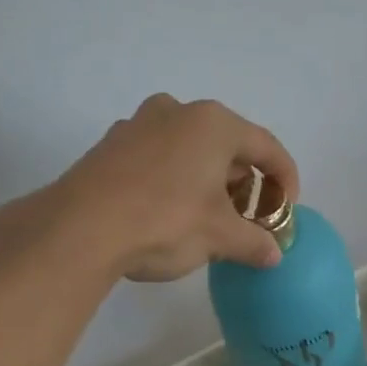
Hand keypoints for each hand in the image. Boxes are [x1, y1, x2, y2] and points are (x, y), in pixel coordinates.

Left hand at [51, 94, 300, 281]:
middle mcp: (177, 111)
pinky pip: (157, 159)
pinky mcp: (110, 146)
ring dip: (207, 182)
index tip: (287, 211)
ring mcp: (138, 125)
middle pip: (227, 146)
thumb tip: (273, 254)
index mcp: (213, 123)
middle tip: (246, 220)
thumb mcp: (219, 236)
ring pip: (189, 151)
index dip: (285, 180)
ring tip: (208, 220)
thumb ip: (254, 242)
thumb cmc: (165, 221)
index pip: (266, 147)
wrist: (79, 228)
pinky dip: (174, 181)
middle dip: (242, 184)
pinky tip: (167, 214)